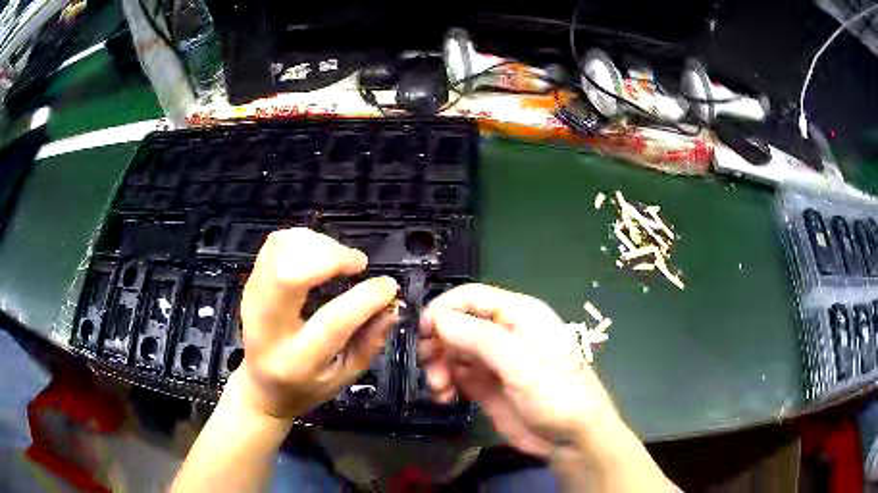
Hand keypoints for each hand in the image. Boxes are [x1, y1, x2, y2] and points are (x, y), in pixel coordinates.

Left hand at [235, 228, 399, 419]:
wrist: (260, 386)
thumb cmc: (306, 387)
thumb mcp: (345, 377)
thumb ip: (371, 341)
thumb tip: (393, 303)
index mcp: (297, 360)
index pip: (333, 320)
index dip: (366, 297)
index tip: (388, 285)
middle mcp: (268, 326)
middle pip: (289, 273)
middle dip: (331, 256)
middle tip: (357, 264)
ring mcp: (253, 298)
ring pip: (280, 250)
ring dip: (318, 244)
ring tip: (340, 260)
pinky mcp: (251, 282)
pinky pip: (274, 244)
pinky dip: (302, 239)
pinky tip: (319, 254)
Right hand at [418, 284, 622, 457]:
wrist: (571, 438)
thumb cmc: (556, 394)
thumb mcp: (521, 363)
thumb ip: (479, 338)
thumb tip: (438, 317)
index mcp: (518, 314)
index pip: (471, 297)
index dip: (443, 309)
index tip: (422, 332)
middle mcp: (504, 332)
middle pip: (457, 324)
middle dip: (438, 343)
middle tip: (429, 366)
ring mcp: (494, 360)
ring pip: (452, 351)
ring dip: (438, 366)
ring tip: (440, 388)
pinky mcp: (487, 385)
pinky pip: (456, 375)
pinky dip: (445, 383)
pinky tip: (444, 397)